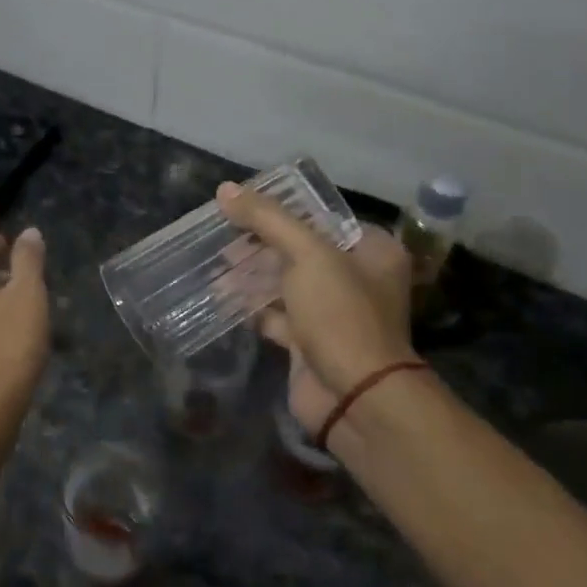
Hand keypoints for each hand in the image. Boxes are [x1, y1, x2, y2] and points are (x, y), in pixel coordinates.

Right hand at [216, 181, 413, 429]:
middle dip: (259, 245)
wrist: (355, 397)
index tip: (243, 207)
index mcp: (371, 250)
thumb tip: (224, 189)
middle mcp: (357, 279)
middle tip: (222, 237)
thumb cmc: (341, 314)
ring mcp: (333, 313)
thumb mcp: (307, 254)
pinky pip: (276, 315)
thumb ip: (267, 219)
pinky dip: (250, 307)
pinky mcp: (310, 342)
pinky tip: (222, 297)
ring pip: (285, 283)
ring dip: (251, 276)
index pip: (321, 218)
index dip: (282, 210)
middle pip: (299, 250)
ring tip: (215, 266)